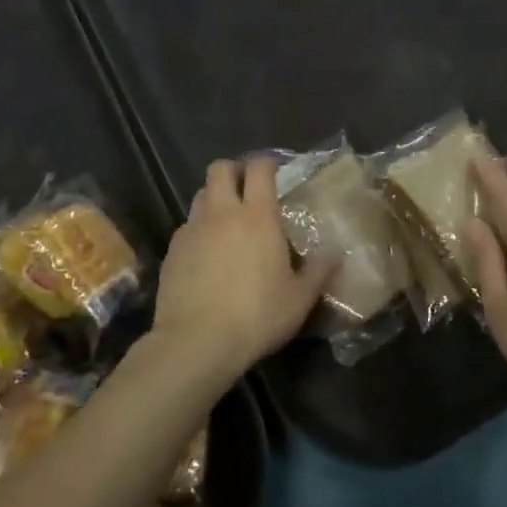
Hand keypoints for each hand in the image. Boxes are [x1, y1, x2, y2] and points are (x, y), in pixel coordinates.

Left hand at [150, 157, 335, 382]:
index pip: (259, 169)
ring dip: (214, 199)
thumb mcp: (300, 298)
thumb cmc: (257, 315)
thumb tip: (334, 251)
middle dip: (233, 171)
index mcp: (258, 216)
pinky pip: (187, 227)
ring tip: (226, 222)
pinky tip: (206, 256)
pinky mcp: (172, 251)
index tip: (274, 173)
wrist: (197, 342)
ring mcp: (193, 230)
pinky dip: (198, 231)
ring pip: (200, 195)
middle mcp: (222, 213)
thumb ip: (319, 270)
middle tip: (246, 189)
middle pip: (220, 169)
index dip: (266, 164)